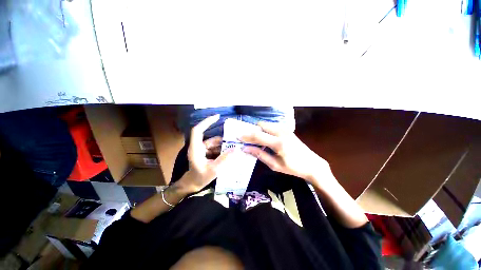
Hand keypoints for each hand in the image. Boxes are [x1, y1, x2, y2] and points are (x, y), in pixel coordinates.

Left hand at [178, 114, 232, 192]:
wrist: (192, 185)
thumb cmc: (199, 178)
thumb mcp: (214, 169)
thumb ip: (225, 159)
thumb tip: (236, 149)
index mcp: (196, 148)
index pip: (198, 130)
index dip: (206, 122)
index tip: (217, 117)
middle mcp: (198, 147)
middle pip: (211, 138)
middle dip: (222, 139)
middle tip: (235, 140)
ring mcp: (202, 150)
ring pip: (214, 144)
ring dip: (223, 146)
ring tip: (234, 148)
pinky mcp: (206, 153)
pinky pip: (215, 149)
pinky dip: (222, 150)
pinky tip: (229, 153)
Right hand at [240, 122, 331, 182]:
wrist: (311, 164)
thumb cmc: (292, 167)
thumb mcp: (274, 165)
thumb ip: (259, 154)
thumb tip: (245, 148)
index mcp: (278, 143)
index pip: (257, 135)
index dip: (246, 135)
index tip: (237, 136)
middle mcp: (281, 132)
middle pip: (260, 126)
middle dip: (252, 131)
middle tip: (247, 139)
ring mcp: (285, 129)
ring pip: (265, 124)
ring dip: (258, 130)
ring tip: (255, 140)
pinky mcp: (287, 129)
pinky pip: (271, 126)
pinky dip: (265, 130)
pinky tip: (265, 138)